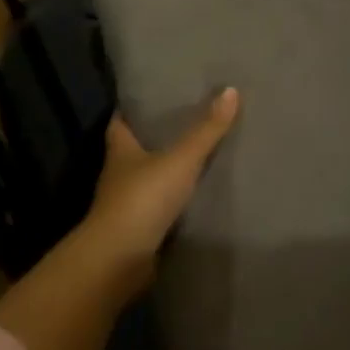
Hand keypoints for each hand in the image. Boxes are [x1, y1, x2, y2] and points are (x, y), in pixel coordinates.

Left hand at [82, 88, 239, 283]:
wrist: (118, 260)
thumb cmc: (142, 199)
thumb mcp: (180, 160)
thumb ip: (206, 130)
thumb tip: (231, 89)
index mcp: (120, 149)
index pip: (120, 121)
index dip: (132, 108)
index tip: (150, 96)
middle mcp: (117, 174)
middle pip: (133, 148)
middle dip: (153, 137)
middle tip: (184, 120)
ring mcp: (125, 204)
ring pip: (145, 179)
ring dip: (163, 170)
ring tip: (194, 156)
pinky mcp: (136, 230)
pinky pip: (156, 208)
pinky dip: (170, 201)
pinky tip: (192, 196)